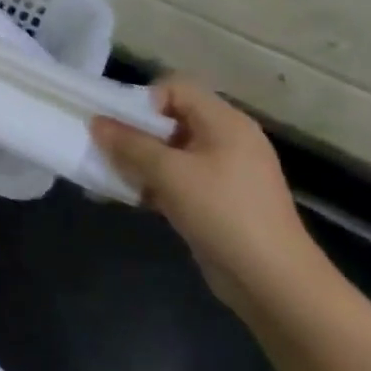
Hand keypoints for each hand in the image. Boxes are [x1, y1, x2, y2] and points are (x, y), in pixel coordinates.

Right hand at [93, 78, 331, 319]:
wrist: (274, 283)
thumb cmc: (222, 213)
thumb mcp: (168, 173)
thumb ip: (129, 143)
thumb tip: (96, 122)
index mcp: (225, 122)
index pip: (175, 87)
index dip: (145, 101)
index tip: (123, 127)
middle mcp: (227, 140)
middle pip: (170, 118)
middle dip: (135, 132)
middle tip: (111, 151)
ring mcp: (225, 172)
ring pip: (170, 151)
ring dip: (140, 160)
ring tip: (115, 176)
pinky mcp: (219, 200)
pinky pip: (178, 178)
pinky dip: (154, 183)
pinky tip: (131, 198)